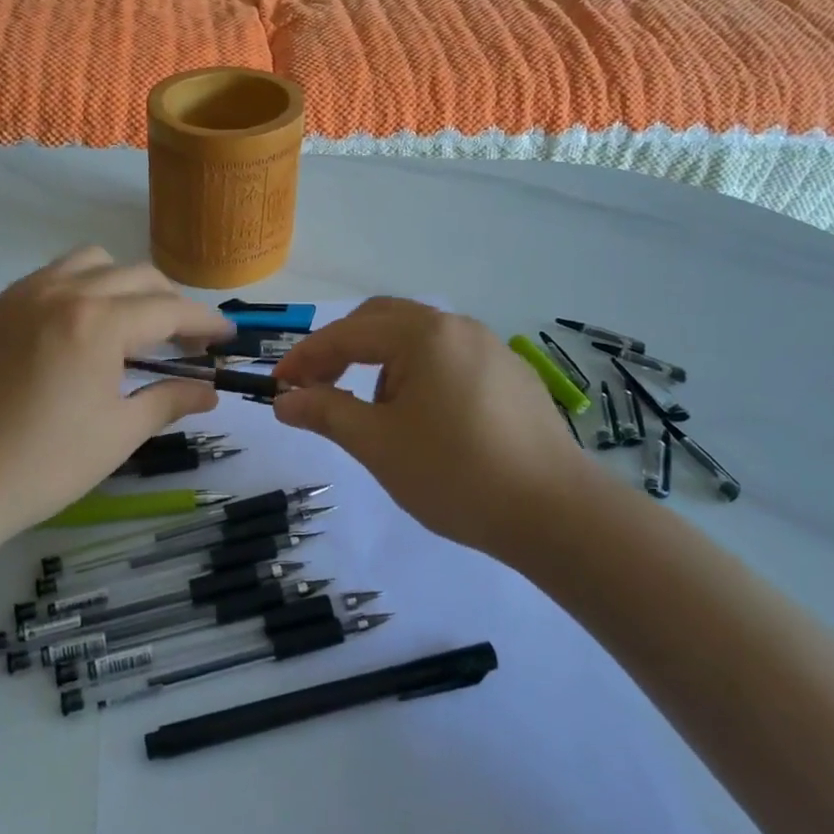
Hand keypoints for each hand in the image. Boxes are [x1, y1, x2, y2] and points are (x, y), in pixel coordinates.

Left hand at [0, 247, 234, 538]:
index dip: (204, 322)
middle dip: (171, 302)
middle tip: (185, 340)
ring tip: (131, 324)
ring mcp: (23, 294)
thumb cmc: (43, 464)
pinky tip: (80, 329)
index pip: (168, 309)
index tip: (226, 337)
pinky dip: (82, 287)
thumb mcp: (118, 434)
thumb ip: (169, 400)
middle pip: (136, 276)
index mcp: (98, 322)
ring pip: (91, 262)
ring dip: (124, 284)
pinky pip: (52, 276)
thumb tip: (209, 392)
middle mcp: (63, 292)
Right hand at [271, 299, 597, 555]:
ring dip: (379, 362)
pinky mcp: (510, 374)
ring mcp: (488, 348)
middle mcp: (456, 327)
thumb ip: (326, 413)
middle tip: (317, 386)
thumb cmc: (455, 474)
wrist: (555, 513)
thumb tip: (284, 401)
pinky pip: (447, 357)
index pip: (347, 334)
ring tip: (370, 409)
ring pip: (416, 338)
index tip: (278, 385)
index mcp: (422, 335)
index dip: (306, 358)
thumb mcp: (378, 445)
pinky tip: (420, 416)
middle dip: (342, 349)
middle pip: (381, 320)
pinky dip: (416, 373)